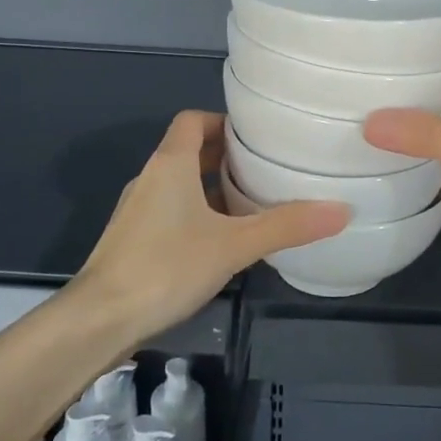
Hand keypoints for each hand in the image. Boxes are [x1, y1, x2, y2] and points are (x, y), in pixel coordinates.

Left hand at [76, 110, 348, 339]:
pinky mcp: (132, 241)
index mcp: (170, 164)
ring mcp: (137, 211)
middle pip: (188, 152)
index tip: (256, 137)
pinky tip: (222, 244)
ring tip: (252, 206)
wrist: (99, 320)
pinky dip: (197, 216)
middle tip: (265, 170)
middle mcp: (150, 179)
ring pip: (180, 186)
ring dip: (211, 190)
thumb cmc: (166, 267)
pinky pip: (171, 213)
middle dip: (225, 158)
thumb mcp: (234, 245)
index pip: (193, 121)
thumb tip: (341, 210)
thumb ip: (286, 226)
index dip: (223, 121)